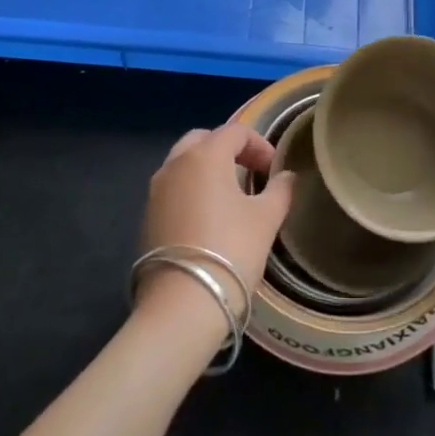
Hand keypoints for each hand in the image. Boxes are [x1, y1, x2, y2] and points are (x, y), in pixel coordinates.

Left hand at [136, 124, 294, 330]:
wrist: (182, 303)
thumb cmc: (231, 249)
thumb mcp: (266, 218)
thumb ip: (280, 190)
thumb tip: (287, 176)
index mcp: (205, 155)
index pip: (235, 132)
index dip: (259, 145)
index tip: (274, 169)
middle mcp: (175, 164)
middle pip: (203, 140)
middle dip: (229, 150)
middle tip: (250, 172)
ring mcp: (156, 190)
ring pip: (184, 163)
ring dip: (207, 169)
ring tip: (230, 195)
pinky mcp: (147, 216)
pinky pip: (173, 188)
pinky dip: (191, 190)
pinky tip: (208, 217)